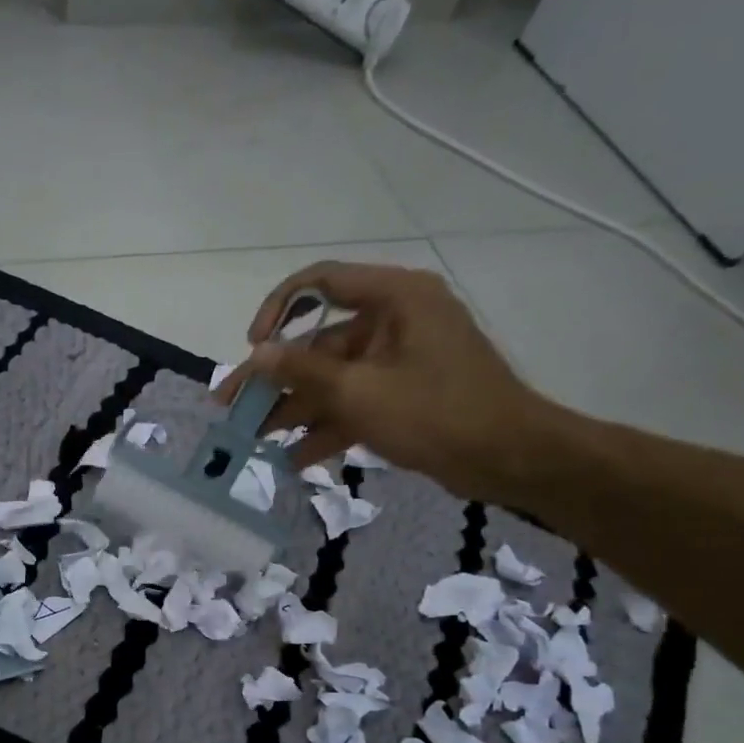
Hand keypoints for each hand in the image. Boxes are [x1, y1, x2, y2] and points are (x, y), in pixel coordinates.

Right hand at [216, 261, 560, 503]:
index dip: (277, 310)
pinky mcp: (403, 393)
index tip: (253, 347)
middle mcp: (395, 320)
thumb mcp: (360, 393)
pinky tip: (296, 458)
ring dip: (296, 409)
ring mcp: (399, 359)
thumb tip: (256, 354)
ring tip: (257, 439)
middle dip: (277, 379)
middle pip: (319, 342)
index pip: (321, 283)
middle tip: (234, 406)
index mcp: (395, 299)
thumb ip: (303, 371)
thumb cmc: (437, 414)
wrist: (508, 459)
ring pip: (333, 378)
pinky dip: (328, 426)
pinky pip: (355, 401)